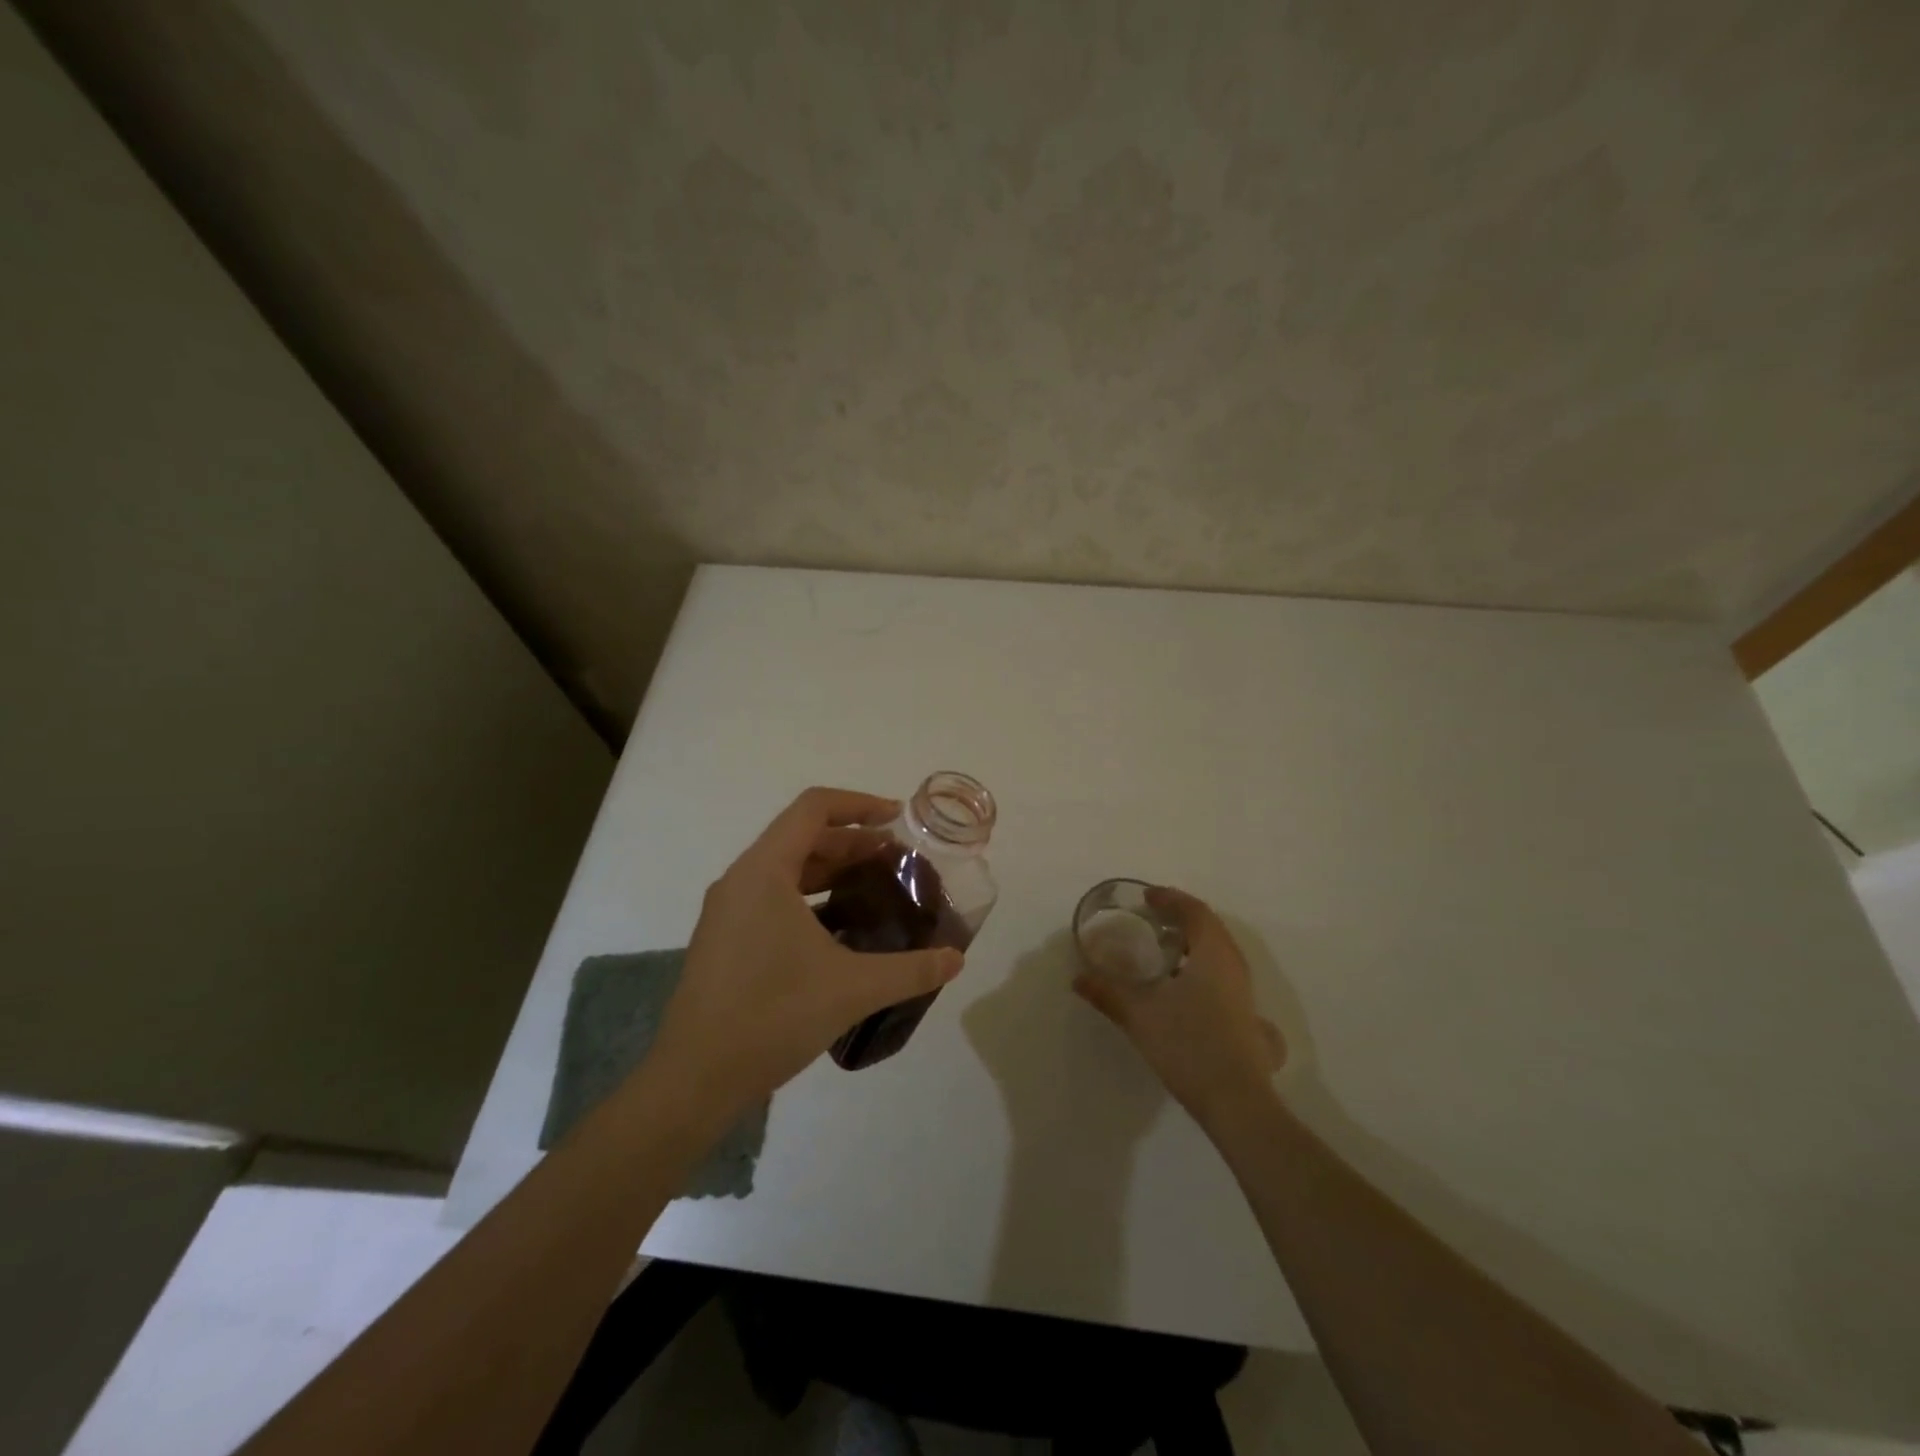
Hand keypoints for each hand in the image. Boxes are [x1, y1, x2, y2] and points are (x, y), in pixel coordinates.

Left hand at [651, 787, 965, 1109]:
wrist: (695, 1079)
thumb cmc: (773, 1016)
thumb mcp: (853, 989)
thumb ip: (911, 970)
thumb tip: (956, 959)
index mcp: (764, 872)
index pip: (814, 808)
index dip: (860, 805)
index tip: (898, 820)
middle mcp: (741, 880)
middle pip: (802, 836)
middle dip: (853, 841)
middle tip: (898, 859)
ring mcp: (728, 911)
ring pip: (786, 869)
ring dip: (832, 869)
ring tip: (875, 887)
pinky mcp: (725, 939)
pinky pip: (772, 897)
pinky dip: (810, 897)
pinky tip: (840, 929)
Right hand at [1073, 886, 1284, 1126]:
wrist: (1237, 1103)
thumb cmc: (1189, 1045)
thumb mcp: (1139, 1015)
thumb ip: (1107, 992)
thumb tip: (1078, 977)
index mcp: (1213, 954)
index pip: (1195, 911)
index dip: (1171, 899)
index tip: (1147, 897)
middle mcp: (1234, 967)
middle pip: (1210, 929)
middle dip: (1181, 918)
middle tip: (1152, 920)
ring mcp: (1245, 995)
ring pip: (1219, 954)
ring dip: (1193, 944)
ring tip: (1163, 952)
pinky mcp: (1247, 1019)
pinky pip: (1224, 977)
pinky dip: (1202, 969)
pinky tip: (1183, 991)